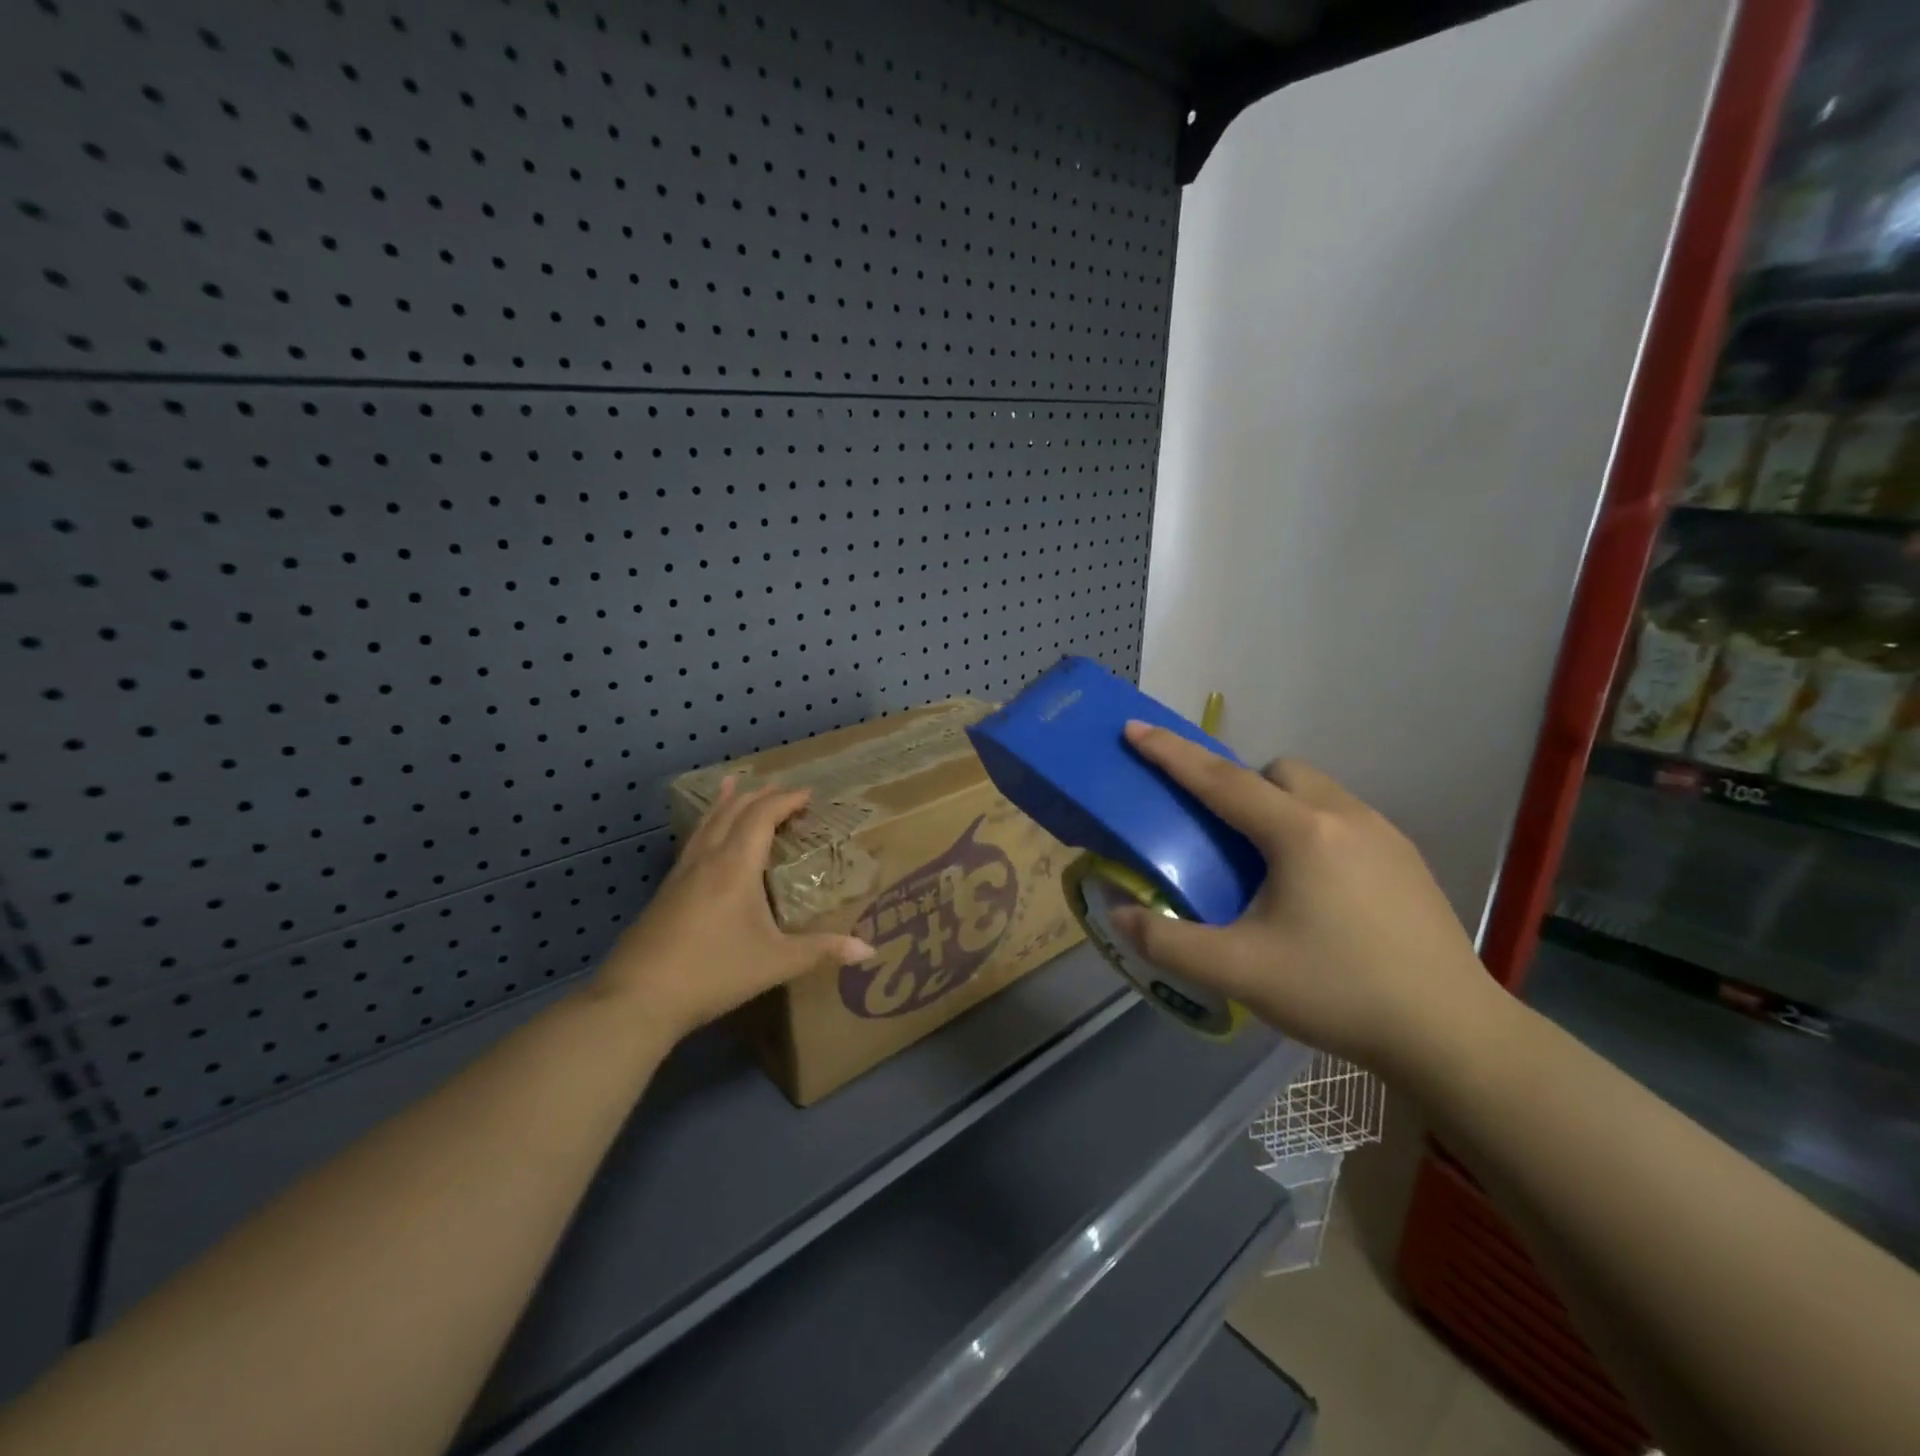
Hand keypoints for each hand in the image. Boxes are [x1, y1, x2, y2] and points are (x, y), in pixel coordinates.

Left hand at [591, 778, 875, 1041]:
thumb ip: (822, 951)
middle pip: (733, 812)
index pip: (762, 816)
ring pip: (707, 823)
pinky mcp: (666, 891)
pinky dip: (707, 824)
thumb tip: (870, 950)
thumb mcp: (775, 962)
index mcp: (736, 865)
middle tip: (782, 790)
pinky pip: (693, 841)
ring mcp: (681, 873)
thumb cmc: (714, 972)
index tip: (809, 794)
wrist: (638, 998)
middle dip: (760, 796)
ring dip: (727, 803)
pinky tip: (705, 838)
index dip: (786, 800)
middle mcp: (708, 859)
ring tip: (733, 784)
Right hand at [1110, 723, 1499, 1080]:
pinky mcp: (1408, 859)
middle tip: (1223, 835)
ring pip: (1316, 790)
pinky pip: (1344, 817)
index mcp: (1300, 833)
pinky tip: (1317, 888)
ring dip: (1279, 805)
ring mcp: (1384, 834)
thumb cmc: (1338, 993)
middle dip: (1240, 785)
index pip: (1220, 779)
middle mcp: (1344, 816)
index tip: (1135, 729)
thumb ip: (1167, 941)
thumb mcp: (1238, 972)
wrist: (1452, 1034)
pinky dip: (1314, 829)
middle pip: (1277, 772)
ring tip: (1268, 863)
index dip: (1171, 754)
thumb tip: (1118, 914)